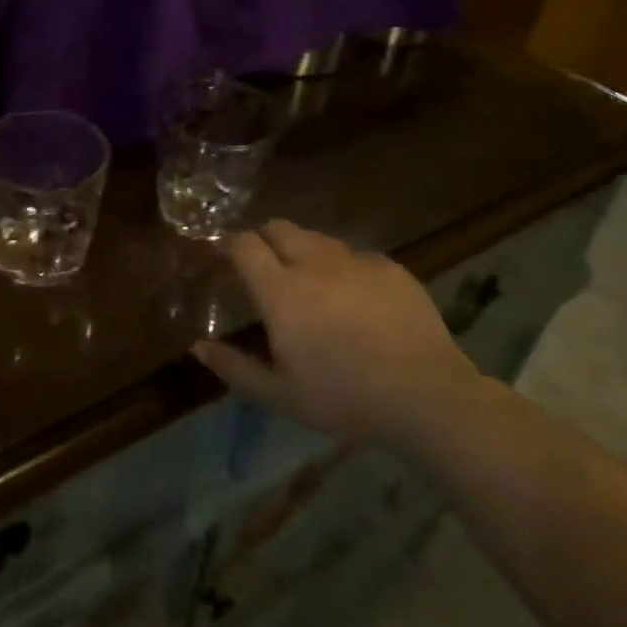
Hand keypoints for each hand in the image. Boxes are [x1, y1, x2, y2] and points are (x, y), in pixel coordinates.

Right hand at [193, 220, 483, 449]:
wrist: (428, 398)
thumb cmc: (345, 398)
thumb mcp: (280, 395)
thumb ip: (234, 367)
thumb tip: (197, 347)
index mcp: (281, 291)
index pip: (243, 245)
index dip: (227, 245)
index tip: (221, 257)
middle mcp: (314, 264)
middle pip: (277, 228)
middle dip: (262, 238)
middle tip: (261, 265)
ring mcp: (356, 261)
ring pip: (316, 238)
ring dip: (300, 249)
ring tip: (306, 278)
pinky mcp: (391, 267)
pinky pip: (354, 254)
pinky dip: (341, 266)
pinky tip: (352, 296)